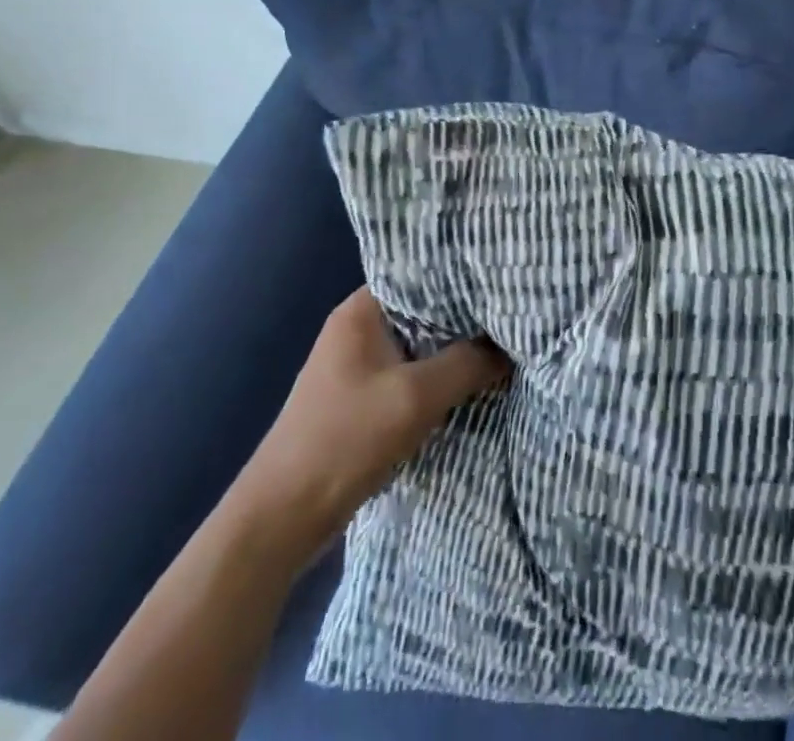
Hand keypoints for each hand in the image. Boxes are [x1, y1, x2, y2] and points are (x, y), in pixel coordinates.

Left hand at [230, 287, 510, 544]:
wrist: (282, 518)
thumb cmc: (345, 439)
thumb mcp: (416, 397)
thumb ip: (468, 364)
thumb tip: (509, 347)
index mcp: (361, 310)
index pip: (421, 274)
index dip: (462, 277)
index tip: (503, 282)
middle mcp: (357, 329)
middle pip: (423, 311)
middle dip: (465, 318)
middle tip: (511, 316)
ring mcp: (357, 366)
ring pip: (419, 346)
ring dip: (453, 352)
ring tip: (501, 346)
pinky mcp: (361, 399)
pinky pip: (410, 375)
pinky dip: (437, 378)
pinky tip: (470, 384)